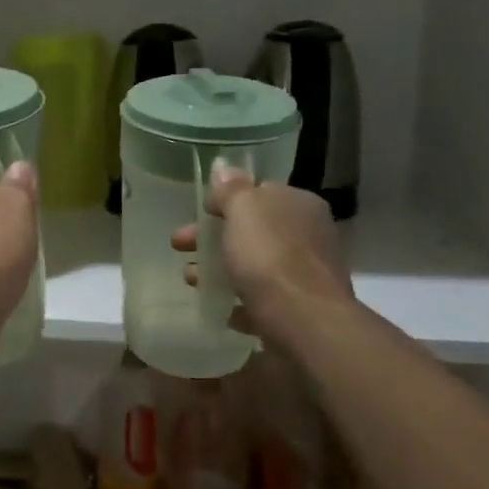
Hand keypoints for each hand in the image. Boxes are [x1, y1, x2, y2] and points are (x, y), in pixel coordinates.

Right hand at [171, 163, 352, 333]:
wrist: (303, 321)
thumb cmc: (269, 256)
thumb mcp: (244, 209)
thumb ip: (231, 189)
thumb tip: (223, 167)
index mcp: (299, 205)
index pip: (260, 192)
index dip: (226, 200)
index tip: (200, 212)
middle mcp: (308, 235)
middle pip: (253, 230)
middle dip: (213, 237)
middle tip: (180, 245)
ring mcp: (306, 274)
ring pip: (255, 265)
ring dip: (222, 269)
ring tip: (192, 280)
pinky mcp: (300, 308)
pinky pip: (264, 299)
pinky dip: (241, 301)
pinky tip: (223, 308)